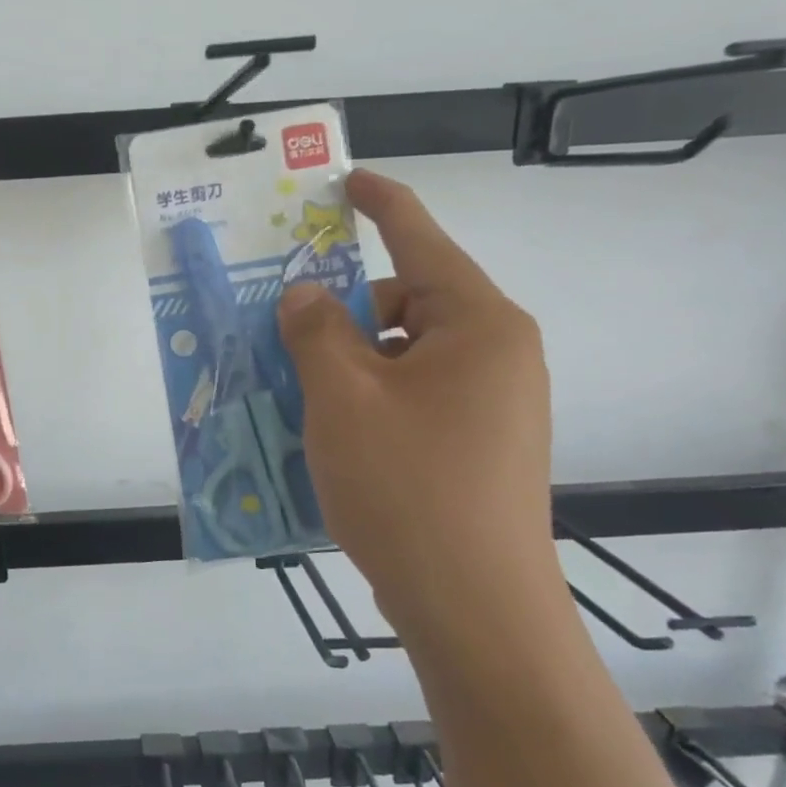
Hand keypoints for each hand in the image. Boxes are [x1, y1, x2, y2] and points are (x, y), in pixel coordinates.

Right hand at [278, 170, 556, 639]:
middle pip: (409, 305)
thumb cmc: (407, 487)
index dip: (382, 205)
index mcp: (479, 326)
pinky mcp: (481, 446)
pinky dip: (371, 400)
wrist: (474, 607)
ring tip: (300, 396)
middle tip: (287, 338)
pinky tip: (333, 435)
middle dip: (347, 314)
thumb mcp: (343, 399)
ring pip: (406, 357)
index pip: (423, 242)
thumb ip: (316, 332)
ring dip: (352, 364)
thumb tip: (306, 294)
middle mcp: (498, 355)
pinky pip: (415, 398)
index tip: (348, 179)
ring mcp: (494, 405)